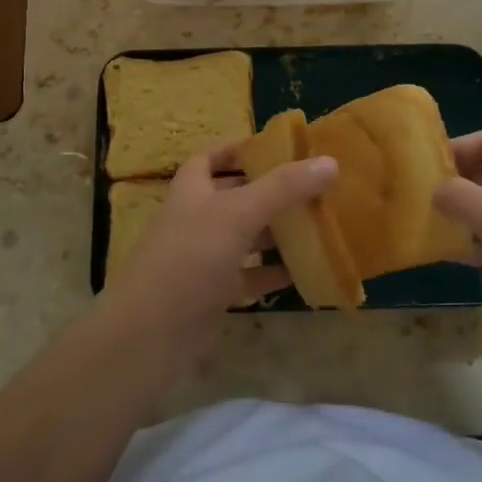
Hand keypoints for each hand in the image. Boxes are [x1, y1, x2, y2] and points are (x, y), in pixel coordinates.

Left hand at [98, 143, 337, 358]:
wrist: (151, 332)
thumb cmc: (191, 257)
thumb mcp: (240, 213)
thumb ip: (284, 187)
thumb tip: (330, 162)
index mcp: (191, 191)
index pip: (209, 159)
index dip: (235, 151)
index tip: (272, 149)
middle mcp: (194, 220)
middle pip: (232, 198)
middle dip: (266, 192)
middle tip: (307, 188)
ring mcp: (201, 259)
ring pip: (242, 239)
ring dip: (273, 234)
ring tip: (314, 225)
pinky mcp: (211, 295)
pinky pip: (247, 278)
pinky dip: (271, 274)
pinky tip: (302, 271)